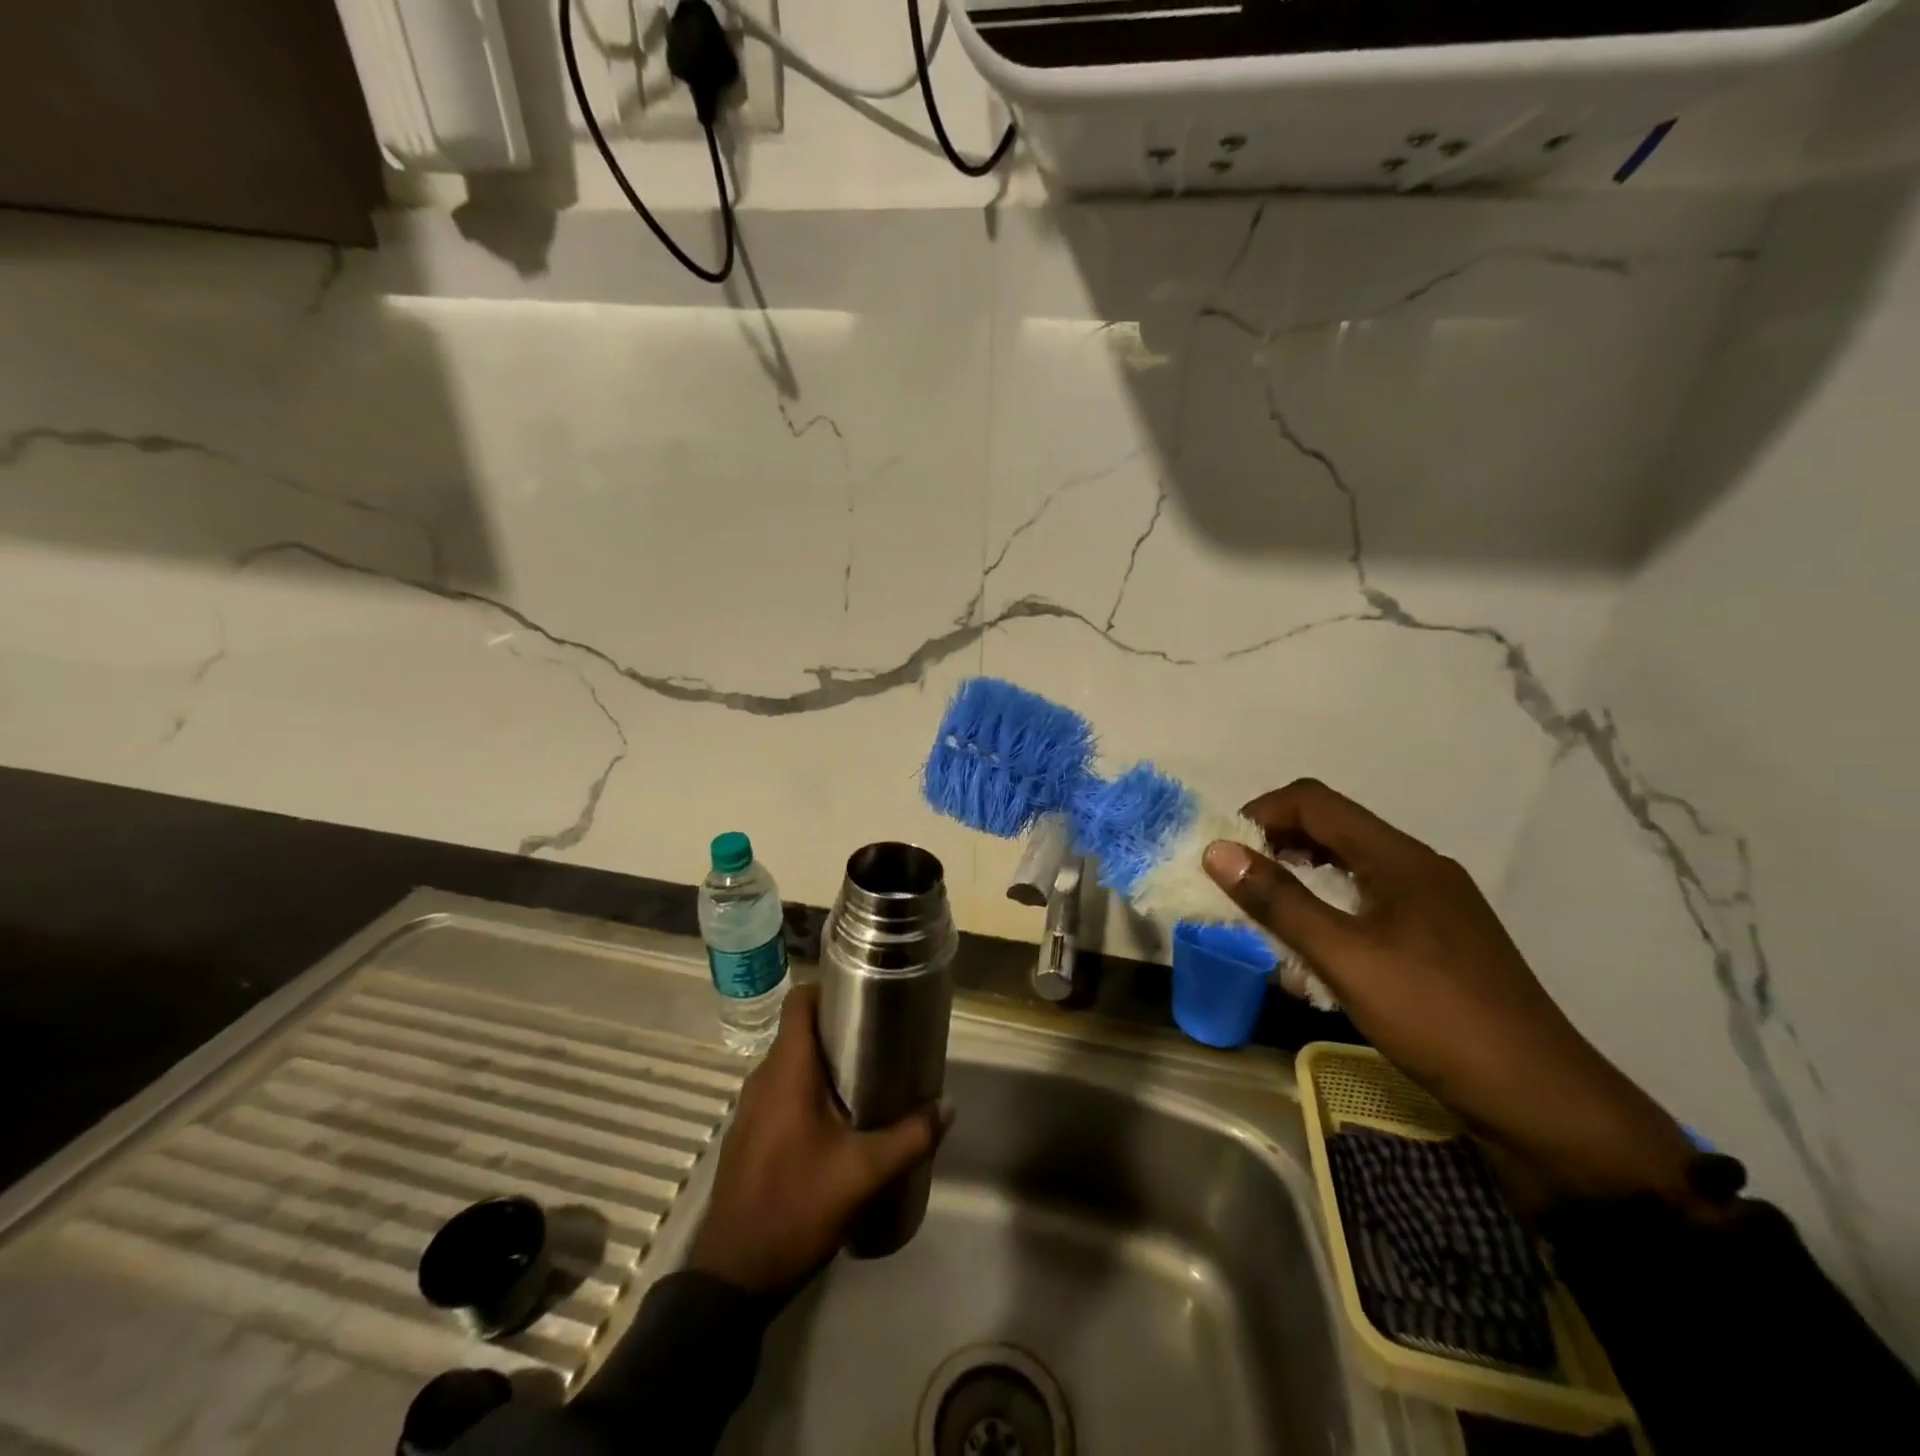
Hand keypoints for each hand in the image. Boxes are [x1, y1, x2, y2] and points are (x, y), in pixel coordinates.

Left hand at [689, 983, 949, 1293]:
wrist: (732, 1278)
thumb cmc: (796, 1208)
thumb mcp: (863, 1174)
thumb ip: (909, 1137)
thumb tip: (947, 1106)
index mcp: (786, 1071)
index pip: (799, 1002)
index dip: (828, 988)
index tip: (864, 994)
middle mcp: (763, 1079)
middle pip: (799, 1032)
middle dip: (838, 1029)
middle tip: (881, 1039)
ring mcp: (751, 1109)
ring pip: (790, 1065)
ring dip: (824, 1064)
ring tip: (866, 1077)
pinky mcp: (749, 1135)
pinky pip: (781, 1093)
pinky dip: (807, 1091)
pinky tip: (836, 1120)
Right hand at [1204, 780, 1699, 1208]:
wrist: (1542, 1101)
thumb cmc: (1436, 1018)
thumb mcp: (1344, 958)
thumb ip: (1279, 901)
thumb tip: (1217, 850)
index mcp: (1400, 858)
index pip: (1315, 801)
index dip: (1261, 813)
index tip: (1225, 853)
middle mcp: (1419, 867)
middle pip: (1333, 829)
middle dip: (1277, 847)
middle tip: (1239, 886)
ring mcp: (1434, 904)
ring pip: (1350, 867)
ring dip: (1302, 880)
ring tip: (1269, 919)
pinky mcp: (1440, 939)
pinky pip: (1370, 902)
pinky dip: (1331, 910)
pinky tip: (1318, 953)